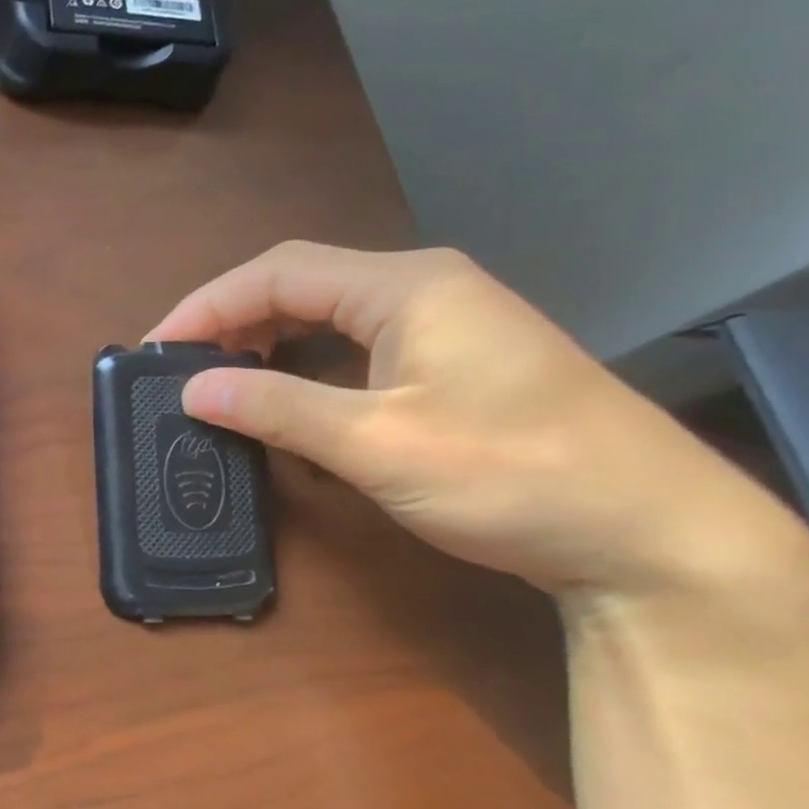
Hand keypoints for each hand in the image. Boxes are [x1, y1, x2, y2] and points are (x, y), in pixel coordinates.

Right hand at [148, 242, 797, 600]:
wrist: (652, 535)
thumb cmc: (512, 475)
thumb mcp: (377, 444)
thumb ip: (277, 409)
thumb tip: (193, 391)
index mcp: (406, 286)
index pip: (278, 273)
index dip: (207, 306)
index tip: (156, 350)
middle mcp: (422, 289)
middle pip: (300, 285)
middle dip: (232, 322)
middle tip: (182, 370)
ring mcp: (443, 325)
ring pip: (326, 316)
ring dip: (266, 344)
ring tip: (220, 383)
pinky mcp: (451, 363)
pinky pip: (354, 348)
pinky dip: (306, 368)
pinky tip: (285, 403)